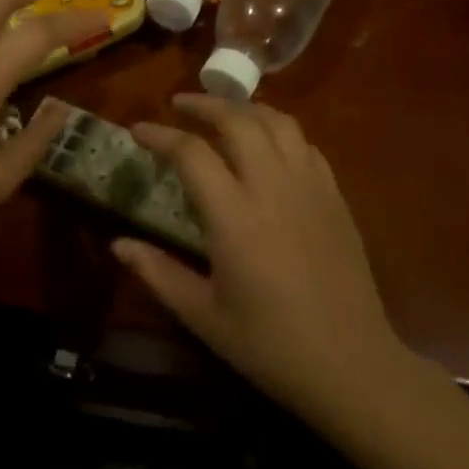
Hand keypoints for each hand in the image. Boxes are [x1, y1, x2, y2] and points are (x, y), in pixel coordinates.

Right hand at [120, 95, 411, 430]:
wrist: (351, 364)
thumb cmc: (269, 345)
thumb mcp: (203, 316)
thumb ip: (157, 273)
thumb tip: (118, 243)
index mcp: (235, 216)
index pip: (191, 153)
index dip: (159, 135)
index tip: (137, 130)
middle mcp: (273, 187)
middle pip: (238, 120)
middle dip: (204, 104)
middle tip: (179, 104)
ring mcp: (310, 186)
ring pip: (277, 122)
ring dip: (245, 108)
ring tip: (223, 114)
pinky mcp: (335, 196)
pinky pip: (305, 144)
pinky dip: (279, 131)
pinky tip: (268, 145)